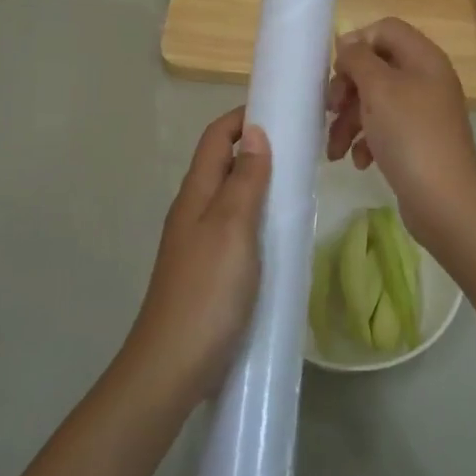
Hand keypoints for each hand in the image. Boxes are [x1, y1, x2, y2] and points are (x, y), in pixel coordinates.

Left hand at [124, 107, 271, 407]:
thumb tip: (254, 132)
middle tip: (302, 149)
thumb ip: (245, 180)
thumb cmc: (208, 290)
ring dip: (259, 182)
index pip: (215, 137)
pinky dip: (258, 216)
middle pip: (222, 163)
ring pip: (230, 196)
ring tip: (298, 185)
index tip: (282, 111)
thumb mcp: (232, 227)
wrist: (174, 364)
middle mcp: (193, 211)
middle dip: (257, 147)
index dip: (243, 117)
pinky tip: (280, 232)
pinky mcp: (209, 269)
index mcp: (195, 194)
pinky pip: (235, 227)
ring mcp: (198, 242)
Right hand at [326, 18, 475, 246]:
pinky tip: (358, 161)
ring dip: (349, 121)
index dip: (357, 43)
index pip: (385, 30)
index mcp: (423, 58)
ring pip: (375, 101)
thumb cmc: (410, 135)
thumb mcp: (379, 89)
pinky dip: (366, 141)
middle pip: (376, 67)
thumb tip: (348, 43)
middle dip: (348, 89)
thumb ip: (359, 59)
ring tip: (334, 149)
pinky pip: (384, 129)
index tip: (337, 70)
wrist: (444, 199)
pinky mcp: (416, 141)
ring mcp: (423, 112)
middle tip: (331, 109)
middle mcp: (426, 79)